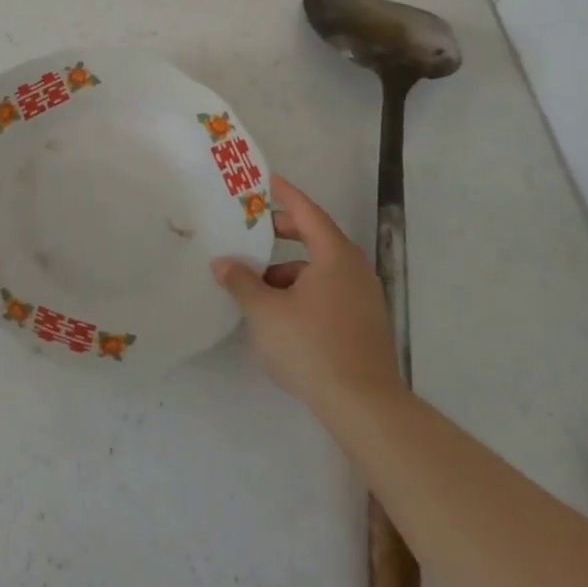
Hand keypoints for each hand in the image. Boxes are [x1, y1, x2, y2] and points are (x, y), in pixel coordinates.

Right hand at [213, 174, 402, 415]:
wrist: (364, 406)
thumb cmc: (311, 346)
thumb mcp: (264, 312)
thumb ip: (241, 282)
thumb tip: (223, 262)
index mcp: (334, 256)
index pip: (307, 213)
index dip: (286, 195)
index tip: (268, 180)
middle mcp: (354, 270)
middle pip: (316, 238)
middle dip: (284, 233)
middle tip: (254, 229)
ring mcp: (364, 299)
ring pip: (321, 270)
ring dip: (290, 269)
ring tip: (258, 283)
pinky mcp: (364, 325)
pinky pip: (329, 292)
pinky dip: (303, 290)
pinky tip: (281, 313)